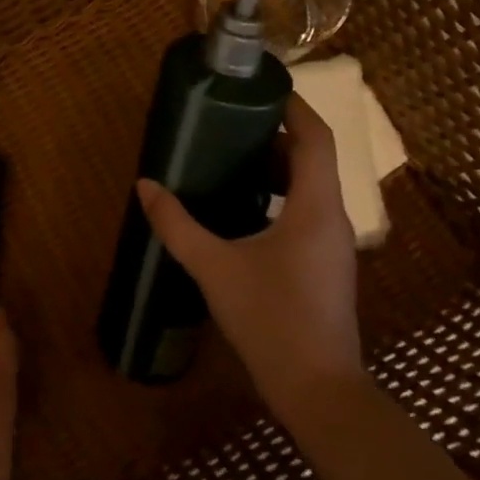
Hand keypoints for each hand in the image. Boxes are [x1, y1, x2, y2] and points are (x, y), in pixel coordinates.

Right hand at [136, 91, 364, 428]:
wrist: (318, 391)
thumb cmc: (271, 319)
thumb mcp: (214, 268)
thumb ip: (177, 225)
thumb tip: (145, 186)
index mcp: (315, 207)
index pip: (316, 138)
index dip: (295, 107)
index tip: (263, 88)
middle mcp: (332, 218)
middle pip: (314, 159)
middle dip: (278, 135)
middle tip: (234, 121)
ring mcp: (333, 245)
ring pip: (311, 188)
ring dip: (278, 168)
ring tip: (234, 158)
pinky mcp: (326, 266)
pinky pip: (307, 213)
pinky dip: (280, 197)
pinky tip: (245, 210)